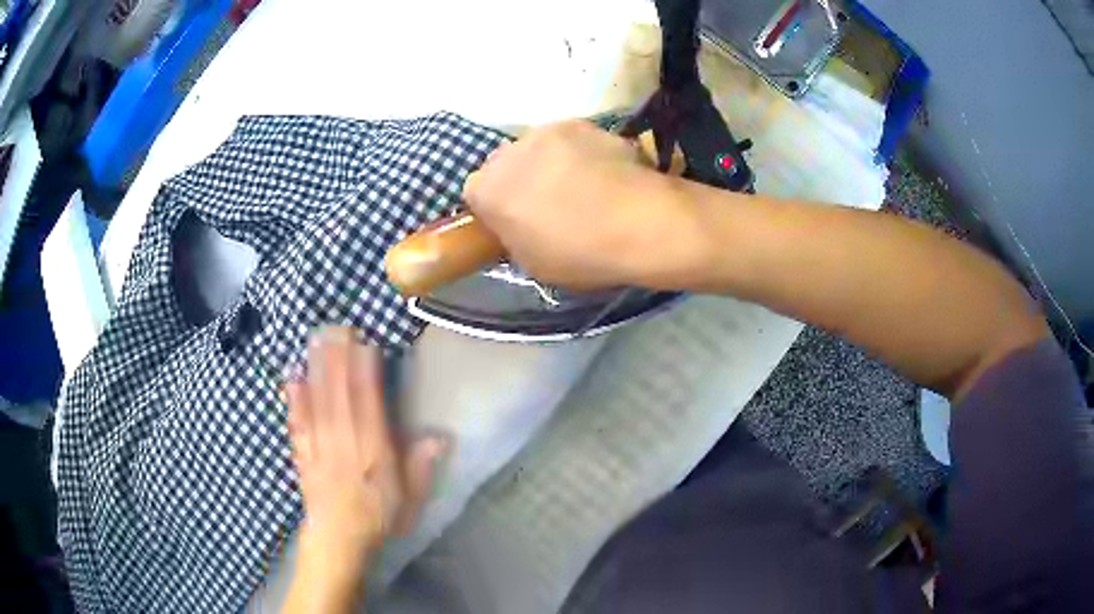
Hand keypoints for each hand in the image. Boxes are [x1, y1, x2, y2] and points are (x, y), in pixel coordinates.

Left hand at [284, 327, 445, 569]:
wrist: (340, 539)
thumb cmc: (379, 516)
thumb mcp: (411, 497)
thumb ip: (421, 465)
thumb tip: (440, 436)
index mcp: (373, 450)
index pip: (369, 403)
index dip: (365, 371)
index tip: (365, 342)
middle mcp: (344, 441)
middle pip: (340, 393)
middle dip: (338, 358)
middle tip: (336, 325)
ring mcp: (319, 446)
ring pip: (318, 401)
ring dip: (316, 369)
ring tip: (315, 339)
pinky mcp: (302, 453)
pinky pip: (297, 422)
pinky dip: (294, 399)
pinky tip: (292, 378)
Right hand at [462, 120, 711, 290]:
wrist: (638, 222)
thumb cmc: (579, 253)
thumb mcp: (532, 263)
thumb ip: (513, 235)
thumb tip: (520, 223)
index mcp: (487, 190)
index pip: (475, 193)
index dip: (495, 207)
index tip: (515, 221)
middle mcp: (508, 153)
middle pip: (504, 163)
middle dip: (519, 179)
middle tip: (548, 202)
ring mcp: (545, 131)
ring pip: (536, 147)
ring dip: (548, 162)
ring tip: (582, 185)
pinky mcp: (580, 122)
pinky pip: (570, 139)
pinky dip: (580, 151)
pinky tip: (604, 171)